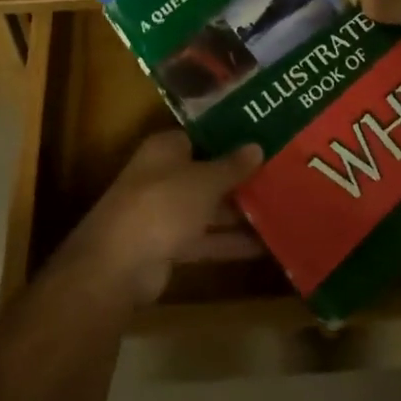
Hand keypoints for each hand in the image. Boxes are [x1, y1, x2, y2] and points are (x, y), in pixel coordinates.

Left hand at [60, 131, 263, 305]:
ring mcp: (165, 212)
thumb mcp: (204, 181)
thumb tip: (256, 146)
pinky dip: (229, 242)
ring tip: (281, 209)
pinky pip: (205, 239)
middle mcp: (163, 175)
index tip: (263, 140)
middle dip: (239, 178)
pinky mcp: (169, 246)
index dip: (231, 138)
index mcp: (166, 148)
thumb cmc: (162, 204)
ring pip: (208, 208)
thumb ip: (231, 166)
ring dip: (238, 213)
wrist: (119, 264)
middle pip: (207, 173)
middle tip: (280, 175)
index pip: (202, 136)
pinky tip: (264, 246)